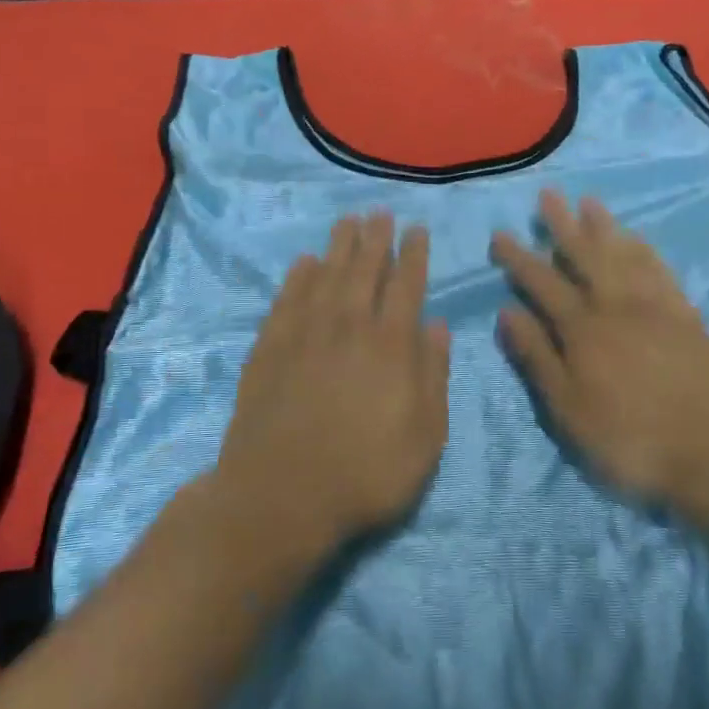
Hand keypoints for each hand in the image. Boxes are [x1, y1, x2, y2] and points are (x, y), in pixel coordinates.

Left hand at [213, 213, 450, 559]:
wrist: (280, 496)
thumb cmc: (365, 474)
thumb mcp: (425, 437)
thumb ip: (433, 375)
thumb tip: (438, 326)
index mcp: (390, 345)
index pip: (406, 286)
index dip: (413, 255)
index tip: (416, 230)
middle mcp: (348, 325)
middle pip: (364, 269)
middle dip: (376, 238)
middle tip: (380, 212)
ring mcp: (304, 333)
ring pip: (326, 274)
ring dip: (339, 245)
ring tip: (347, 221)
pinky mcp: (270, 347)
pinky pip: (288, 298)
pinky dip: (298, 276)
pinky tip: (305, 262)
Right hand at [492, 191, 708, 511]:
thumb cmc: (629, 438)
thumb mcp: (568, 408)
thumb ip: (537, 356)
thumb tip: (506, 311)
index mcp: (582, 328)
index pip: (542, 283)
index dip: (519, 258)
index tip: (501, 233)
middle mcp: (616, 305)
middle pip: (585, 255)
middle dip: (562, 225)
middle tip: (548, 194)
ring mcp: (655, 307)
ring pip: (623, 255)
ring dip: (604, 227)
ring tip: (589, 202)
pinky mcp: (686, 317)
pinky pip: (660, 271)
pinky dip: (644, 251)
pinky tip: (637, 240)